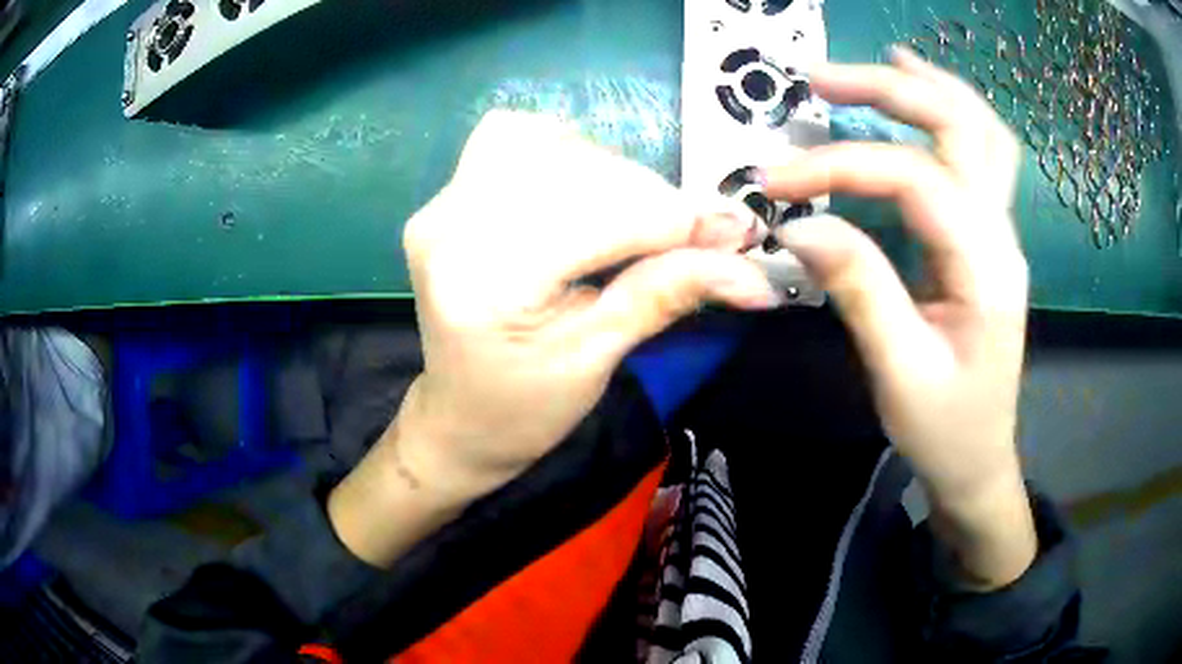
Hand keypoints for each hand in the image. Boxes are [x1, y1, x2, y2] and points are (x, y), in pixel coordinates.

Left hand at [330, 111, 779, 565]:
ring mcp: (442, 202)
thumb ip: (668, 294)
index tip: (738, 234)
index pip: (601, 217)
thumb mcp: (598, 360)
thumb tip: (752, 267)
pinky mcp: (446, 194)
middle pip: (579, 171)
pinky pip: (515, 137)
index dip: (679, 221)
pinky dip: (564, 150)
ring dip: (612, 172)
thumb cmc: (522, 410)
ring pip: (550, 141)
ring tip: (634, 220)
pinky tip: (581, 190)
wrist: (458, 416)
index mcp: (484, 283)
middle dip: (652, 198)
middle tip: (694, 236)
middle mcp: (451, 225)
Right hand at [763, 47, 1035, 587]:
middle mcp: (1001, 234)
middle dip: (891, 90)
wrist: (980, 458)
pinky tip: (923, 91)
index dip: (842, 164)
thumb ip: (857, 289)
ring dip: (930, 87)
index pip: (914, 180)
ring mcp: (1000, 231)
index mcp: (986, 268)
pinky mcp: (987, 236)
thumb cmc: (945, 428)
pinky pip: (981, 154)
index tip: (774, 179)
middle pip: (960, 127)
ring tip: (880, 63)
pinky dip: (951, 112)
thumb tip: (797, 225)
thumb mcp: (898, 371)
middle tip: (820, 81)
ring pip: (981, 130)